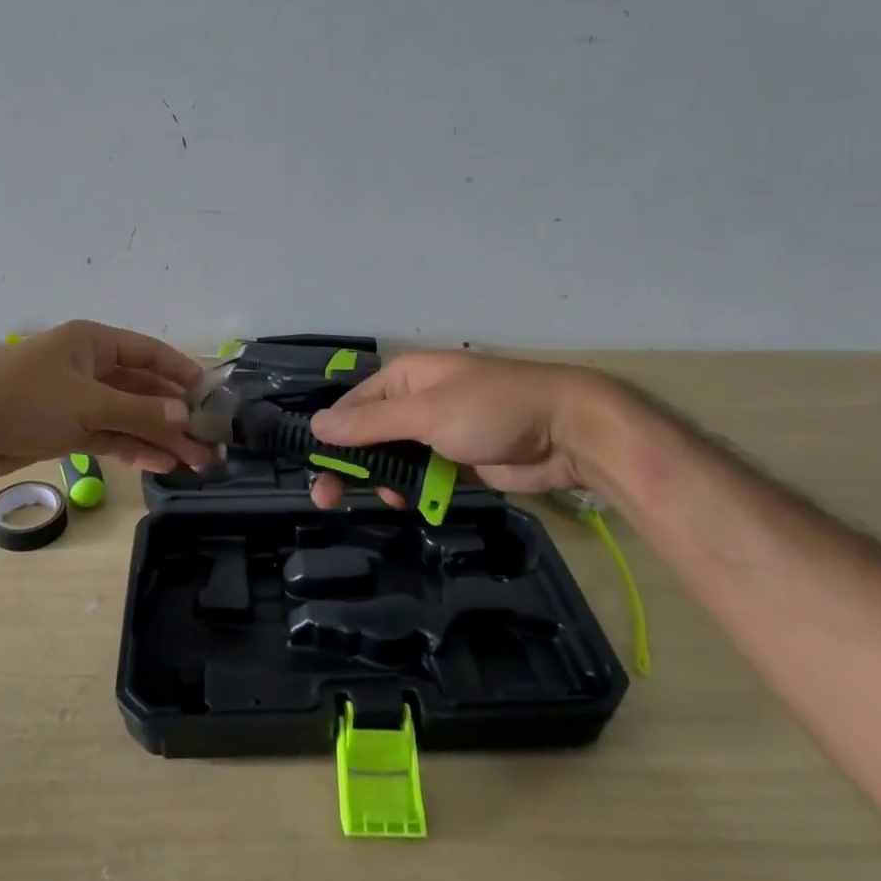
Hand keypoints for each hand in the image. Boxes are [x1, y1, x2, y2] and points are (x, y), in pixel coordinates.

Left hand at [0, 320, 210, 477]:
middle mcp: (90, 368)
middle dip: (173, 415)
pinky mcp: (65, 430)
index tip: (210, 397)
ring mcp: (78, 401)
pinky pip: (108, 436)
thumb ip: (137, 412)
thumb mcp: (86, 403)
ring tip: (193, 461)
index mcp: (94, 344)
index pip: (149, 354)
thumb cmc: (24, 399)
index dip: (181, 373)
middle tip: (207, 442)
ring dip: (158, 437)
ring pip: (128, 417)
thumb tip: (185, 417)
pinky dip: (132, 448)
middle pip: (142, 390)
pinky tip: (160, 463)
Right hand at [306, 351, 610, 508]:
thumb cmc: (491, 410)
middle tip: (325, 500)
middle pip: (368, 434)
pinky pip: (422, 475)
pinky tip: (413, 502)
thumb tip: (316, 425)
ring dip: (384, 479)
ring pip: (393, 458)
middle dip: (350, 464)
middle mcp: (415, 401)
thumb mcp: (425, 413)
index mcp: (404, 378)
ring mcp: (437, 431)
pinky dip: (414, 488)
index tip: (312, 470)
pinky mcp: (457, 459)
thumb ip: (370, 423)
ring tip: (389, 499)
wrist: (567, 432)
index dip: (330, 436)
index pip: (351, 406)